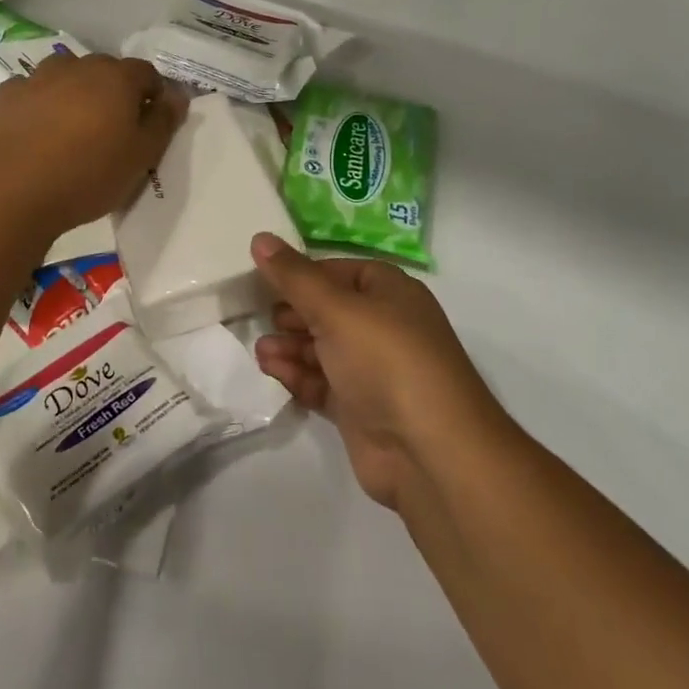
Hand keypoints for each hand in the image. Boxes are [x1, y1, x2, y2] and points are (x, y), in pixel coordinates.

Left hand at [0, 53, 187, 238]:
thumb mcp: (141, 156)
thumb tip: (177, 96)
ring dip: (75, 91)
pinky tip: (37, 128)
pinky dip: (38, 102)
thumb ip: (163, 122)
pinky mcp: (6, 97)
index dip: (154, 95)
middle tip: (114, 129)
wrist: (12, 191)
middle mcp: (79, 67)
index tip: (152, 124)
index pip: (147, 73)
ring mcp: (38, 78)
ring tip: (74, 125)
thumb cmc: (89, 174)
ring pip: (66, 74)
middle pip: (105, 70)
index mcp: (117, 78)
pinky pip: (31, 91)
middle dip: (115, 91)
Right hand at [251, 235, 501, 509]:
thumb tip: (260, 237)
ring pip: (323, 348)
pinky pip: (322, 383)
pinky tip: (273, 372)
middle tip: (260, 316)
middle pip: (329, 309)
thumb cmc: (386, 361)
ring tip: (262, 351)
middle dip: (293, 312)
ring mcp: (373, 370)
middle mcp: (384, 327)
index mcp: (390, 292)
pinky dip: (298, 376)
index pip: (339, 270)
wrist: (429, 451)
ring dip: (291, 346)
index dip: (304, 273)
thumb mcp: (336, 309)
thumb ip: (294, 277)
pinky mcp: (360, 408)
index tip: (265, 277)